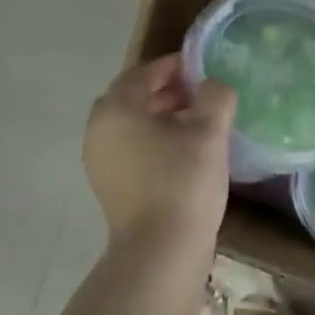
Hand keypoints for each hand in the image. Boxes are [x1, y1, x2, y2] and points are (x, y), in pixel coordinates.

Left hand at [85, 54, 237, 249]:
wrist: (161, 249)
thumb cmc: (184, 181)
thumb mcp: (210, 131)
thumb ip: (215, 96)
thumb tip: (213, 85)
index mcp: (116, 108)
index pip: (144, 73)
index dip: (174, 66)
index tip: (202, 68)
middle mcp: (98, 130)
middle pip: (133, 99)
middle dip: (167, 92)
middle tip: (201, 95)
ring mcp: (100, 161)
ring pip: (132, 127)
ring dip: (162, 118)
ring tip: (197, 125)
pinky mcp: (110, 187)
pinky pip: (132, 151)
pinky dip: (155, 143)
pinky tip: (184, 155)